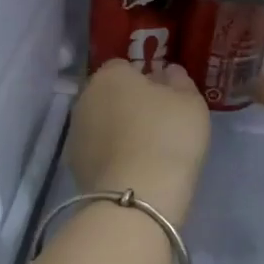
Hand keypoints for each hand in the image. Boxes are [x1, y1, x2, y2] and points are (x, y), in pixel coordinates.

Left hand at [68, 59, 211, 226]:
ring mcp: (75, 134)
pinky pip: (97, 153)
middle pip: (108, 96)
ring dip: (116, 133)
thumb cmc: (168, 138)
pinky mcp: (74, 166)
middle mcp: (84, 99)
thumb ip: (179, 82)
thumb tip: (167, 73)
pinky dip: (110, 158)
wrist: (137, 196)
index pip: (125, 67)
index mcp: (110, 76)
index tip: (164, 99)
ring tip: (144, 154)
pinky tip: (131, 173)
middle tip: (156, 126)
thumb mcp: (190, 103)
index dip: (145, 80)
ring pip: (100, 125)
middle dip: (127, 106)